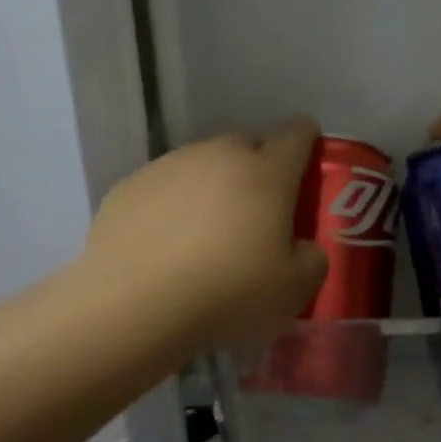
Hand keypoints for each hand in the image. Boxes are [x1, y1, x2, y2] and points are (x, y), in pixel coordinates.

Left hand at [72, 118, 328, 354]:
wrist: (132, 307)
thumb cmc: (228, 293)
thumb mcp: (295, 289)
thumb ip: (312, 257)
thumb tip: (302, 248)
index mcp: (267, 171)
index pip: (297, 134)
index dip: (307, 141)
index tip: (307, 163)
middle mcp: (219, 155)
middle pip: (247, 143)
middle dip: (257, 166)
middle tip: (258, 209)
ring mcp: (169, 166)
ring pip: (203, 163)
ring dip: (212, 185)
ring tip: (206, 232)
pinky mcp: (128, 187)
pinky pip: (164, 186)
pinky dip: (172, 205)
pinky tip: (165, 245)